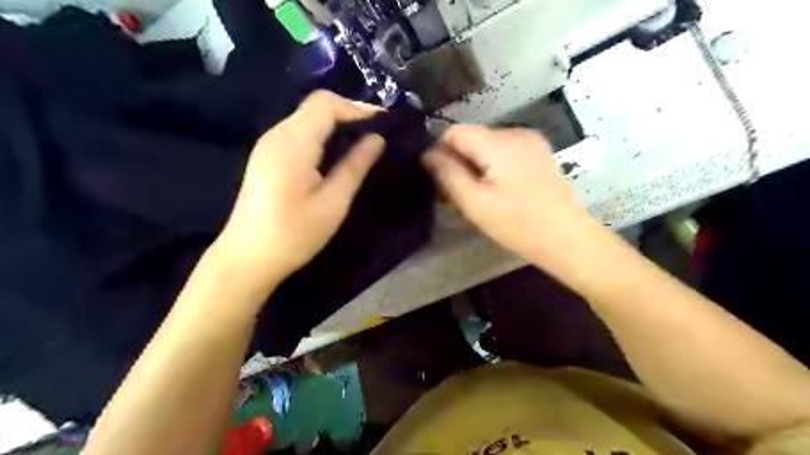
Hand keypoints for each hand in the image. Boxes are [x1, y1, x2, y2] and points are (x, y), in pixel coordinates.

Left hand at [211, 90, 383, 288]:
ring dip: (336, 124)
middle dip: (349, 113)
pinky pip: (298, 132)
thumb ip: (355, 166)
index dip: (357, 107)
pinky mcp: (267, 156)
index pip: (326, 104)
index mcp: (293, 142)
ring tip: (362, 143)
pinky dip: (322, 135)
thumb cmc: (294, 235)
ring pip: (307, 117)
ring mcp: (268, 144)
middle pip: (315, 106)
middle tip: (377, 134)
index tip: (385, 123)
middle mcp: (277, 134)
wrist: (248, 258)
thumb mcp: (333, 203)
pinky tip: (335, 154)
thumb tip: (377, 139)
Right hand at [425, 124, 593, 268]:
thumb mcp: (474, 202)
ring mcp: (530, 142)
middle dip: (459, 162)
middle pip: (472, 138)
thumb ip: (447, 174)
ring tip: (479, 196)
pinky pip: (504, 152)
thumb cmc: (517, 223)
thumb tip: (426, 154)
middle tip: (459, 195)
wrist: (566, 238)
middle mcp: (515, 133)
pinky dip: (493, 167)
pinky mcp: (538, 153)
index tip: (443, 182)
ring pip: (487, 146)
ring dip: (476, 166)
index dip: (442, 154)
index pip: (454, 132)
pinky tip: (498, 191)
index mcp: (498, 143)